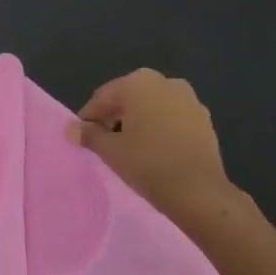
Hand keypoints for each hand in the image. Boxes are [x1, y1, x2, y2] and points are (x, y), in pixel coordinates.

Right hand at [71, 69, 242, 237]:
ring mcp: (189, 99)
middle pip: (129, 98)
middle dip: (114, 116)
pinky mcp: (204, 119)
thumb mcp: (110, 150)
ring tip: (130, 147)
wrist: (199, 191)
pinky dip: (160, 128)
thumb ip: (89, 135)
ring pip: (152, 106)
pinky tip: (155, 150)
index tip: (82, 138)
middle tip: (105, 142)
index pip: (103, 97)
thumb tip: (71, 129)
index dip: (89, 118)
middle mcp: (165, 82)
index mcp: (139, 83)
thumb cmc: (147, 163)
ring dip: (138, 121)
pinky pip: (172, 118)